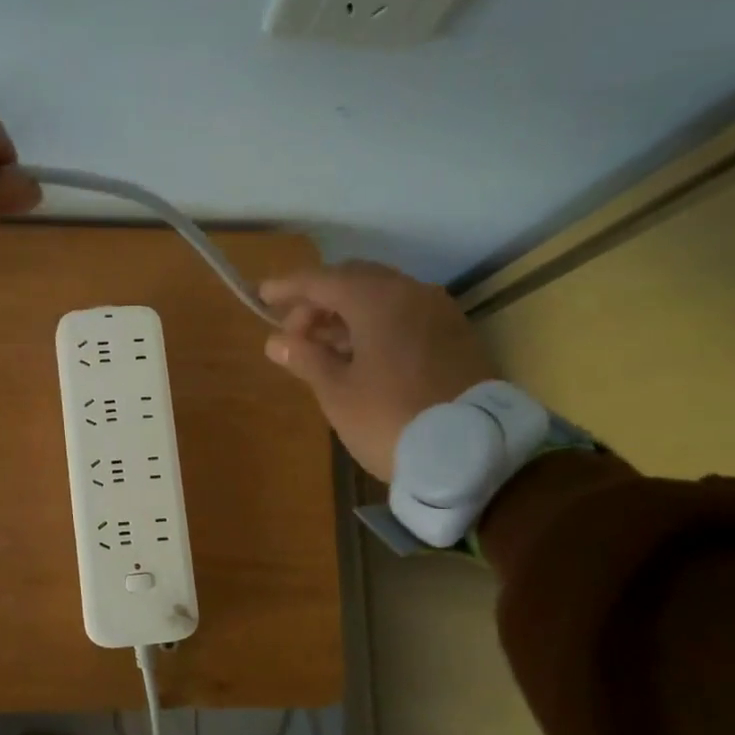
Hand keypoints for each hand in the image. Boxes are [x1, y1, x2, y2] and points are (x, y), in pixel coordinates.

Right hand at [260, 261, 496, 481]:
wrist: (472, 454)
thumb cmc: (389, 419)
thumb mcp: (337, 392)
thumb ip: (306, 358)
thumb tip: (278, 341)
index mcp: (377, 299)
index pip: (322, 280)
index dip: (289, 287)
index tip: (262, 295)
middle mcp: (411, 293)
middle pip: (354, 281)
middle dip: (319, 301)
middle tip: (293, 332)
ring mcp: (439, 312)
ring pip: (382, 297)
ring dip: (347, 314)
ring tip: (322, 348)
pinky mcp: (456, 336)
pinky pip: (405, 315)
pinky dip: (376, 325)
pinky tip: (361, 355)